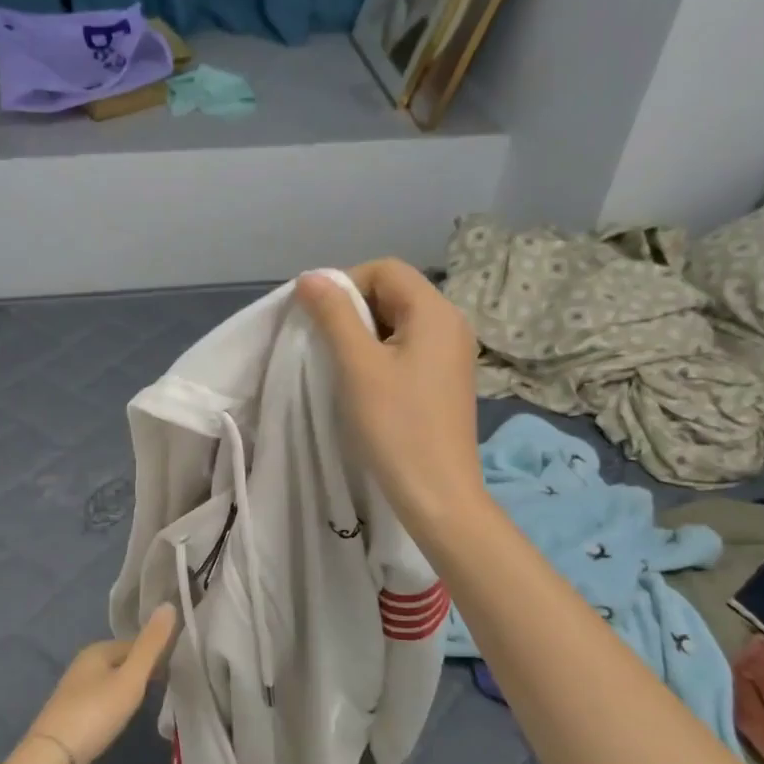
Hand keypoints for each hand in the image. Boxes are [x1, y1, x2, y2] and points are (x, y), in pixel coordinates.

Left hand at [28, 604, 176, 763]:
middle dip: (143, 670)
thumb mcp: (130, 677)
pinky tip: (124, 718)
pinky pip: (103, 701)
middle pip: (122, 661)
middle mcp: (83, 665)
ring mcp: (75, 691)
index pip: (135, 643)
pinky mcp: (73, 715)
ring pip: (112, 682)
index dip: (156, 652)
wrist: (54, 757)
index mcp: (96, 650)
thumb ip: (151, 645)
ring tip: (151, 701)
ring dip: (130, 688)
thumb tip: (169, 604)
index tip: (178, 667)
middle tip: (169, 685)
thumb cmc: (96, 712)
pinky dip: (116, 704)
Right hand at [295, 260, 483, 538]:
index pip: (385, 270)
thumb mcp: (358, 366)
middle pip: (394, 292)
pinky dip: (381, 354)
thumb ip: (334, 315)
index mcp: (435, 312)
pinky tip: (365, 384)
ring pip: (399, 322)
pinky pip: (409, 348)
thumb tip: (311, 277)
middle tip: (325, 344)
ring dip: (364, 334)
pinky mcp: (446, 379)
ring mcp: (452, 353)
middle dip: (353, 309)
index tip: (317, 319)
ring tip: (341, 366)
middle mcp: (451, 323)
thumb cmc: (396, 427)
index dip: (345, 283)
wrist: (438, 494)